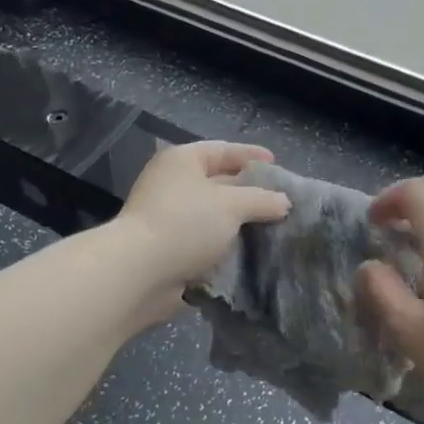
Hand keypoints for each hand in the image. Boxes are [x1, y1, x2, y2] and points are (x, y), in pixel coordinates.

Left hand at [110, 141, 290, 320]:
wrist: (140, 273)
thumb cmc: (185, 223)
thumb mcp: (232, 204)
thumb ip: (262, 200)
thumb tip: (284, 202)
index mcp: (182, 161)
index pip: (222, 150)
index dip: (250, 155)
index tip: (277, 165)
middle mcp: (173, 185)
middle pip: (219, 183)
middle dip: (250, 194)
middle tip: (281, 203)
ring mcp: (169, 219)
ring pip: (214, 217)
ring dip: (240, 224)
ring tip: (275, 231)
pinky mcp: (170, 250)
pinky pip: (206, 243)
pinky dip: (227, 248)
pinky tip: (253, 254)